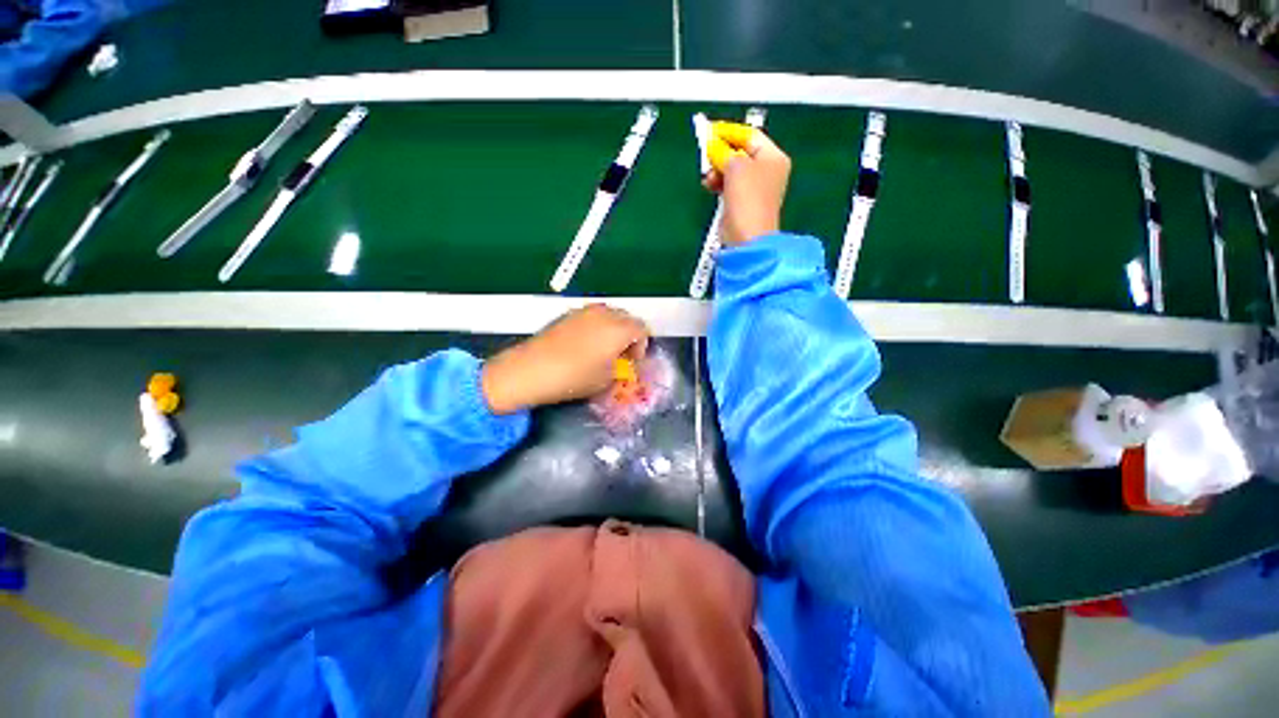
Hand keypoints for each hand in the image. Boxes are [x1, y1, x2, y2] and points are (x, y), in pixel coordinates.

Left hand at [481, 304, 650, 414]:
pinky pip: (592, 316)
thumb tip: (620, 364)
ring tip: (604, 349)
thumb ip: (619, 369)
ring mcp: (584, 311)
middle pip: (627, 318)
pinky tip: (586, 344)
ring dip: (613, 329)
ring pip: (609, 314)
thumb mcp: (605, 380)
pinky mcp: (568, 314)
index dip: (642, 346)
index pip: (642, 329)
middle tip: (622, 355)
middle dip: (629, 335)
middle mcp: (604, 314)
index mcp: (619, 329)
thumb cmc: (573, 377)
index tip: (633, 361)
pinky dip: (597, 326)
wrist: (531, 369)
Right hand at [703, 123, 791, 246]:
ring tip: (708, 176)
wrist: (747, 236)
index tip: (709, 132)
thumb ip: (723, 151)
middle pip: (740, 152)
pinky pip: (728, 185)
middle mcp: (767, 170)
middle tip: (707, 155)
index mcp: (773, 157)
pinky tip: (709, 185)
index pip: (749, 135)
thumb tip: (713, 145)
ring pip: (732, 170)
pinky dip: (718, 183)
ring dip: (717, 170)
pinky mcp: (742, 203)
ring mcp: (755, 188)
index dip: (728, 132)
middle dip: (721, 154)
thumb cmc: (747, 198)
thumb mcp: (736, 166)